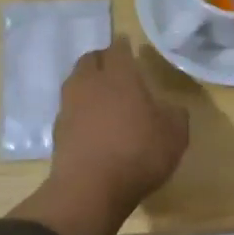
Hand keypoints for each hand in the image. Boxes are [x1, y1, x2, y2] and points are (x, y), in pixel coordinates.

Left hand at [50, 35, 189, 209]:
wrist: (90, 189)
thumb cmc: (138, 153)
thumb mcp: (175, 135)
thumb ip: (175, 115)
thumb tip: (171, 108)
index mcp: (119, 76)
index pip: (118, 49)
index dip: (124, 46)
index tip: (129, 46)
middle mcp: (90, 83)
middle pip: (90, 59)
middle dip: (102, 59)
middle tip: (116, 68)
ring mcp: (69, 106)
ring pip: (76, 82)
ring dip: (88, 83)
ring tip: (103, 95)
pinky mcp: (58, 129)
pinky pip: (70, 108)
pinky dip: (80, 109)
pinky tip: (92, 123)